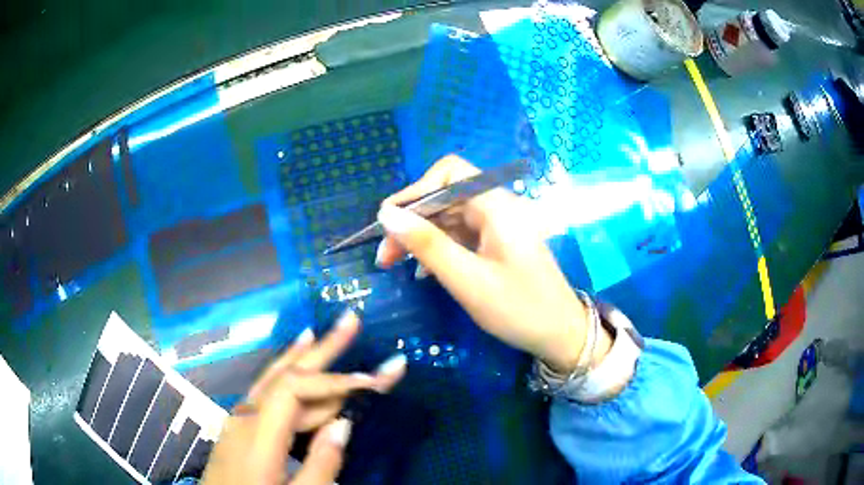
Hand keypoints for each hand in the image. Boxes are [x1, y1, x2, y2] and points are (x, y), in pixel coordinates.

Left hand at [202, 312, 406, 483]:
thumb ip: (321, 464)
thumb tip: (344, 424)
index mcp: (258, 434)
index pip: (296, 389)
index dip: (334, 381)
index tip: (372, 380)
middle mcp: (245, 415)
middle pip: (285, 373)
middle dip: (322, 348)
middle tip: (349, 320)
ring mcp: (238, 417)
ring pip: (274, 379)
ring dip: (303, 356)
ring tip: (322, 333)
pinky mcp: (238, 425)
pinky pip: (265, 392)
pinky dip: (284, 373)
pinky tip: (291, 363)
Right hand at [375, 155, 611, 372]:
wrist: (560, 334)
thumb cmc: (519, 309)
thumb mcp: (468, 280)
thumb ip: (427, 245)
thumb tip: (386, 214)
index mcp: (497, 206)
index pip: (449, 174)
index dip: (415, 191)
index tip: (387, 220)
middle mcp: (498, 207)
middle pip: (445, 197)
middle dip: (412, 220)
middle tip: (384, 253)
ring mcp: (498, 225)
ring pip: (449, 217)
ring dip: (420, 236)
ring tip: (393, 262)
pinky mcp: (497, 242)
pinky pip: (460, 235)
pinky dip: (438, 247)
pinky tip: (422, 270)